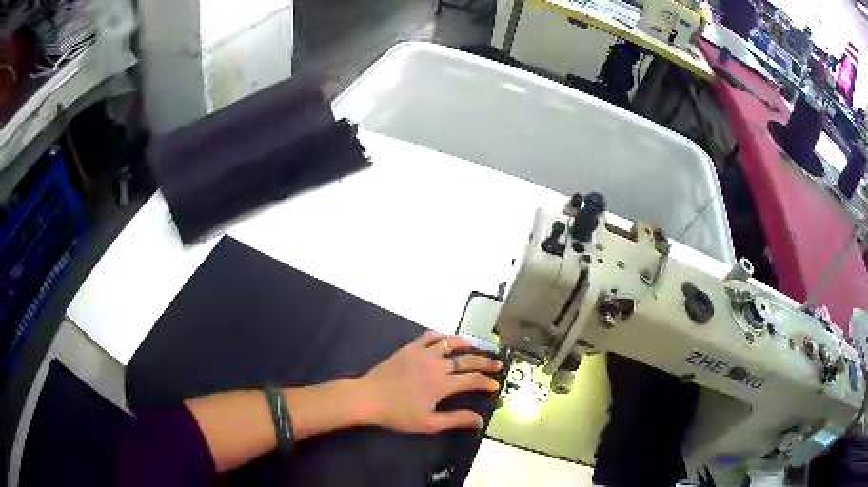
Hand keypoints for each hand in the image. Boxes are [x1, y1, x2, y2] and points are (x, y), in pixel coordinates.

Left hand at [354, 331, 501, 433]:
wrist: (368, 397)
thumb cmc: (398, 414)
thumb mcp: (429, 423)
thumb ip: (456, 420)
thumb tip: (480, 420)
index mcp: (442, 384)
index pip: (472, 380)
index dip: (486, 382)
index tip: (495, 384)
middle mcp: (436, 364)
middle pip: (467, 359)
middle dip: (485, 361)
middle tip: (497, 363)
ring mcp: (422, 353)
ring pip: (450, 342)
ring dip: (467, 344)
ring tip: (476, 347)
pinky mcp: (409, 348)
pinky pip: (429, 336)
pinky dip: (441, 336)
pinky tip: (446, 340)